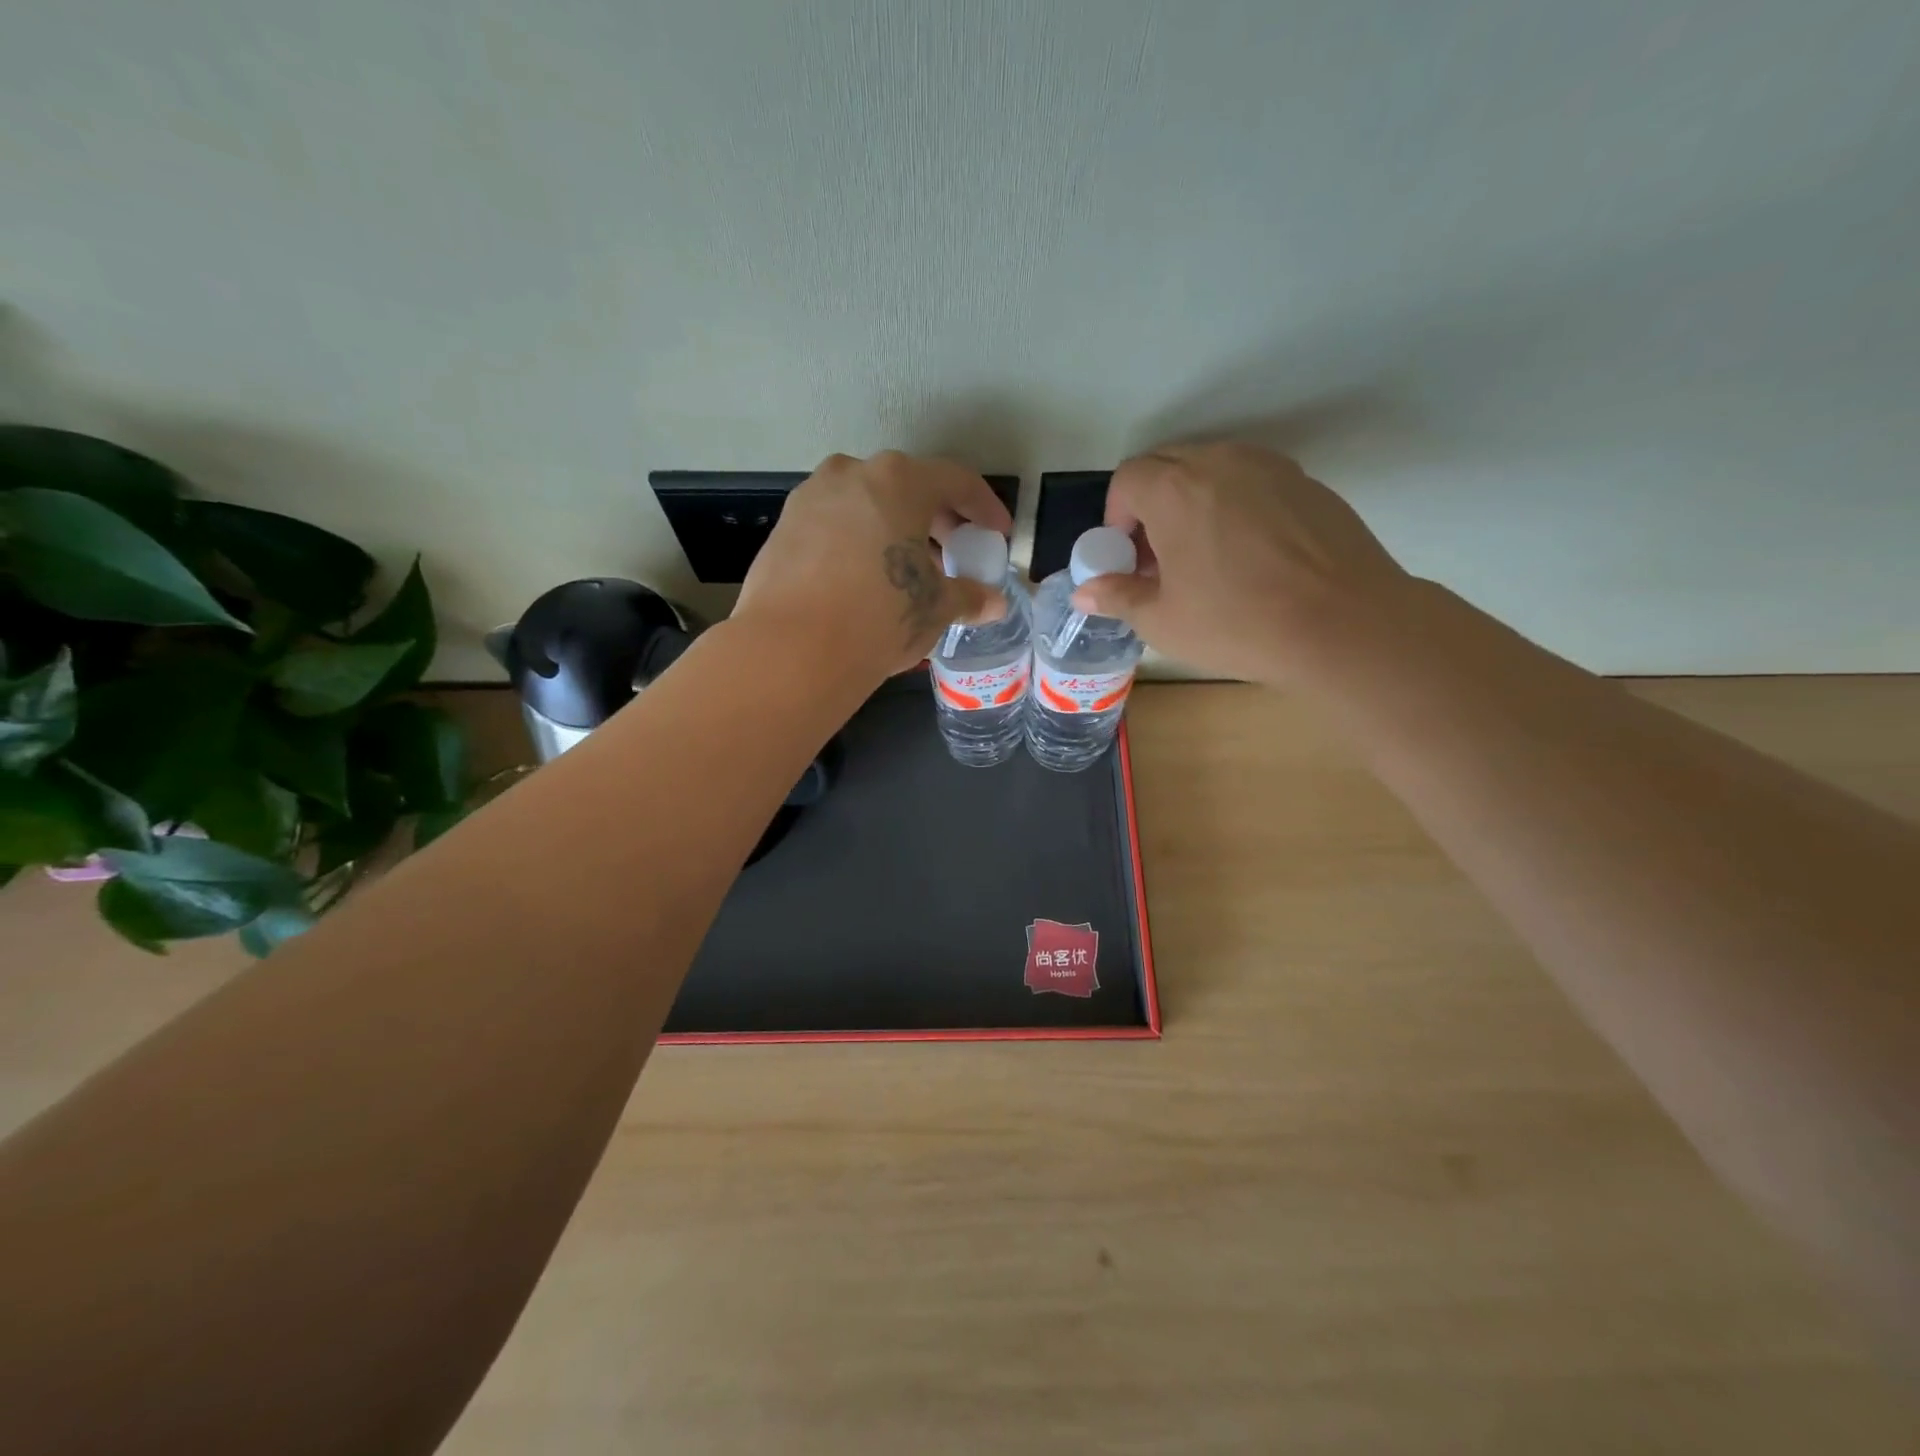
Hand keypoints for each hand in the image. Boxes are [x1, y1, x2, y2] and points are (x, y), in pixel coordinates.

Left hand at [733, 451, 1014, 682]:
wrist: (792, 650)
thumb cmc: (880, 616)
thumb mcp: (935, 608)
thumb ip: (969, 597)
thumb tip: (994, 603)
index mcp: (899, 480)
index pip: (956, 481)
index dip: (985, 508)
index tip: (997, 535)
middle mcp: (852, 474)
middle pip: (908, 487)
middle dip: (937, 520)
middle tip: (955, 553)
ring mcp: (811, 497)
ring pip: (867, 504)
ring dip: (895, 530)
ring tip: (910, 570)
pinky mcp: (783, 527)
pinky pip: (835, 525)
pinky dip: (859, 542)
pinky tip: (866, 579)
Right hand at [1070, 442, 1411, 686]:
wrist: (1345, 625)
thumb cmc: (1238, 623)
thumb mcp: (1163, 621)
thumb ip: (1118, 597)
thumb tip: (1084, 592)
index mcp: (1176, 488)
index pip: (1128, 478)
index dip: (1117, 518)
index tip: (1128, 558)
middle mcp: (1221, 461)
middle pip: (1168, 465)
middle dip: (1151, 506)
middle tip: (1160, 558)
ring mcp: (1271, 468)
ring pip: (1213, 471)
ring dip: (1193, 503)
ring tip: (1205, 557)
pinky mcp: (1308, 484)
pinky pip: (1253, 484)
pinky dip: (1236, 507)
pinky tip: (1251, 558)